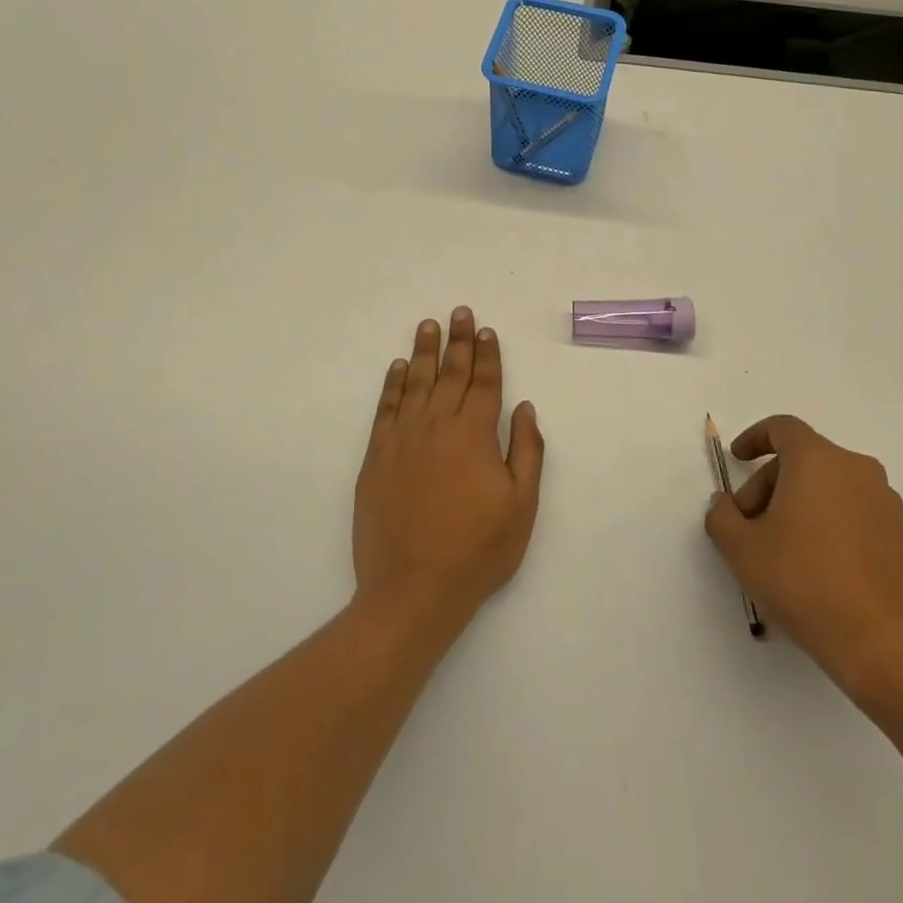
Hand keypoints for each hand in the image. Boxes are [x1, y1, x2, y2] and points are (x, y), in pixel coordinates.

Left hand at [354, 309, 543, 638]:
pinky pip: (385, 410)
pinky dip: (391, 386)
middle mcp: (437, 427)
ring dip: (423, 352)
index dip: (487, 355)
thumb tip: (523, 407)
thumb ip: (526, 451)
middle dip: (457, 341)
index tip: (486, 330)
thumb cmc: (477, 551)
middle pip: (450, 374)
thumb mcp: (521, 506)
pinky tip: (396, 368)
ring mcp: (402, 441)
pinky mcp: (376, 459)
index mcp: (474, 435)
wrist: (412, 590)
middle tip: (459, 312)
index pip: (484, 383)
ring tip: (428, 325)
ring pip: (414, 384)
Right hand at [704, 414, 902, 708]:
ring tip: (778, 551)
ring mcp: (883, 501)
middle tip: (748, 527)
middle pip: (802, 460)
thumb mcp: (741, 549)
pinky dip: (825, 522)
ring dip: (796, 505)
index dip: (754, 438)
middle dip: (768, 485)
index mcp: (817, 460)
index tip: (737, 459)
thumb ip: (721, 516)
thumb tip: (725, 504)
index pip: (782, 428)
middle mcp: (855, 469)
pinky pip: (850, 510)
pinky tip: (811, 566)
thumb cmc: (804, 581)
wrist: (884, 643)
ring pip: (827, 486)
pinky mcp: (899, 533)